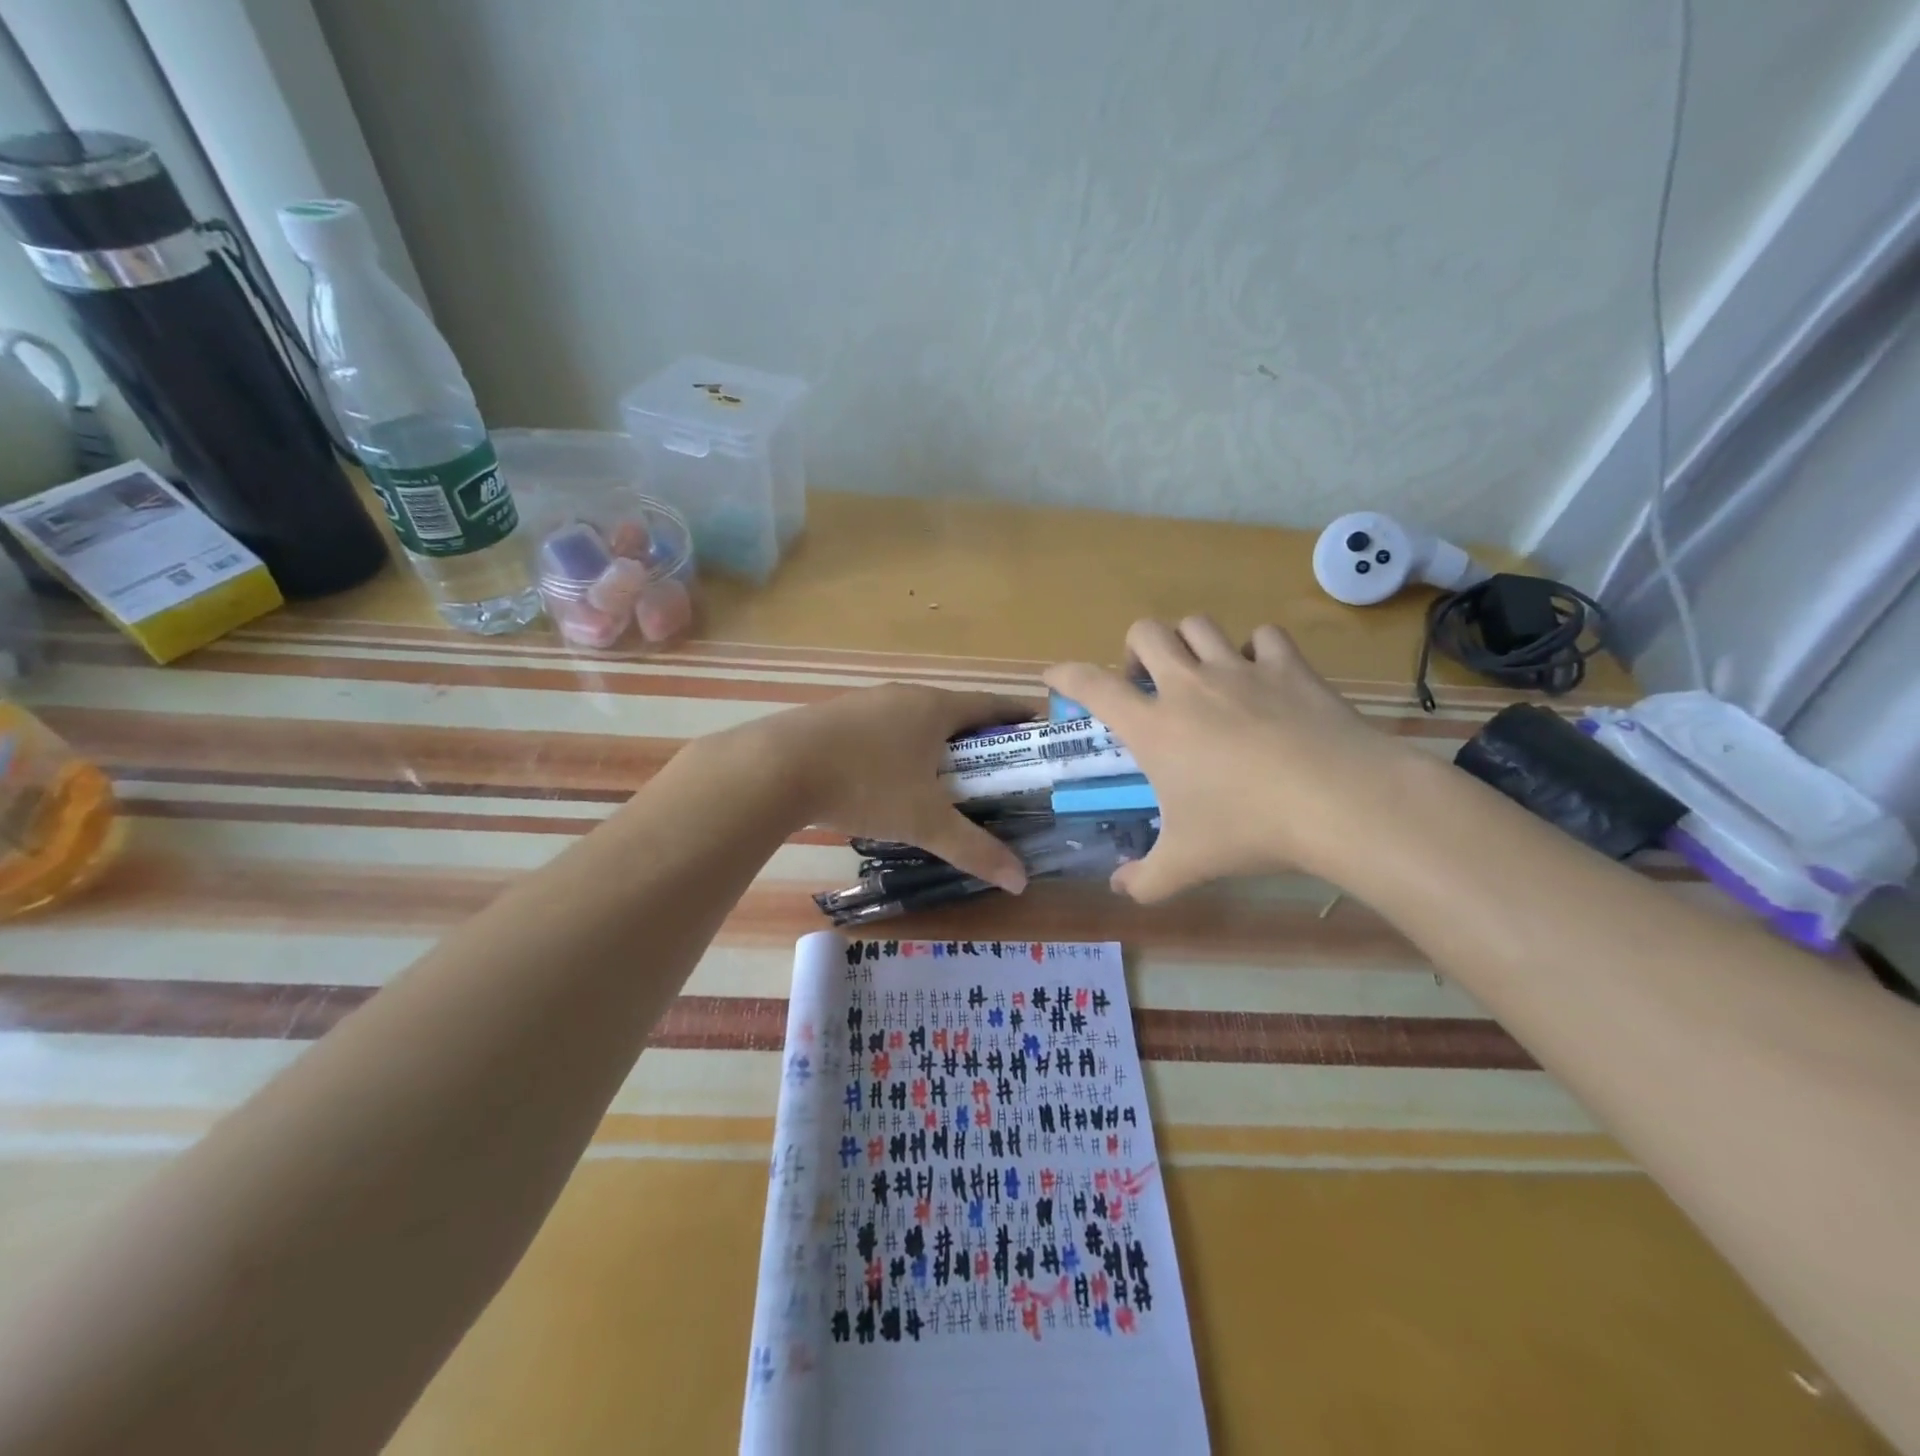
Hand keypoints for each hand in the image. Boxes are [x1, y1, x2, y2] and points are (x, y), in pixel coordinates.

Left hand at [719, 684, 1035, 892]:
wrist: (777, 767)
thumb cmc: (866, 784)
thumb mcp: (925, 821)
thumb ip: (974, 849)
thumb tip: (1021, 881)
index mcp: (935, 707)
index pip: (991, 704)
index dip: (1018, 715)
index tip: (1040, 727)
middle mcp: (904, 695)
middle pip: (953, 710)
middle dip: (978, 735)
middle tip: (997, 765)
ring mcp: (866, 702)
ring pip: (914, 718)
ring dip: (934, 740)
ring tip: (946, 774)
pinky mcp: (835, 717)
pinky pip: (882, 728)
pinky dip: (899, 747)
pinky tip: (890, 776)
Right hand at [1045, 617, 1413, 900]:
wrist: (1339, 801)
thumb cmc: (1248, 828)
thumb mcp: (1187, 864)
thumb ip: (1144, 880)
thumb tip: (1119, 890)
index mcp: (1154, 725)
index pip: (1092, 685)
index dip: (1065, 675)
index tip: (1053, 676)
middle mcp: (1189, 685)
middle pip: (1145, 632)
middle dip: (1134, 650)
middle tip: (1145, 684)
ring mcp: (1240, 669)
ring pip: (1199, 624)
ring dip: (1188, 642)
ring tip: (1198, 674)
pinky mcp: (1288, 667)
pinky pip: (1264, 636)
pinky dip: (1256, 650)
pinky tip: (1261, 676)